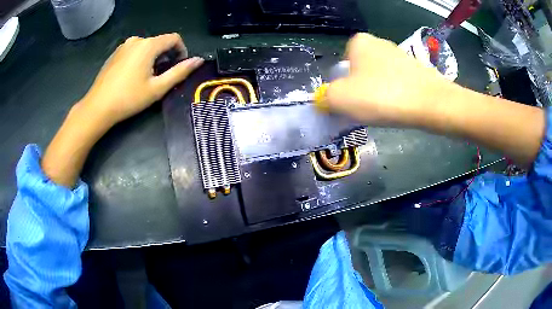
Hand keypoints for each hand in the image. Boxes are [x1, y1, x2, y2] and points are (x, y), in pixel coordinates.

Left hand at [42, 33, 202, 186]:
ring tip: (147, 78)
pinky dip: (140, 59)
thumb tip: (198, 61)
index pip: (174, 38)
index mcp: (148, 45)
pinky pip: (134, 51)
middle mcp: (136, 40)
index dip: (181, 51)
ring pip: (147, 47)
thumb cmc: (128, 98)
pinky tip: (133, 77)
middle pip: (160, 42)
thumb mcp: (157, 87)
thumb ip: (180, 72)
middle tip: (161, 77)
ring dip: (153, 59)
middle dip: (166, 57)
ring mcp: (124, 46)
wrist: (98, 107)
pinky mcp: (115, 53)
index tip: (179, 67)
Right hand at [326, 33, 544, 165]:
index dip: (344, 87)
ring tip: (386, 111)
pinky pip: (397, 84)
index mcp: (359, 42)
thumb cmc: (383, 96)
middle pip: (361, 72)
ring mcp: (401, 55)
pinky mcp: (417, 70)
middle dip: (360, 90)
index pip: (342, 65)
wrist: (432, 104)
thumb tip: (326, 101)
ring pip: (379, 78)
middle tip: (367, 109)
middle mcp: (380, 43)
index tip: (352, 102)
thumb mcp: (340, 99)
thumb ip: (325, 98)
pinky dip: (395, 96)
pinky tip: (401, 108)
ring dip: (378, 94)